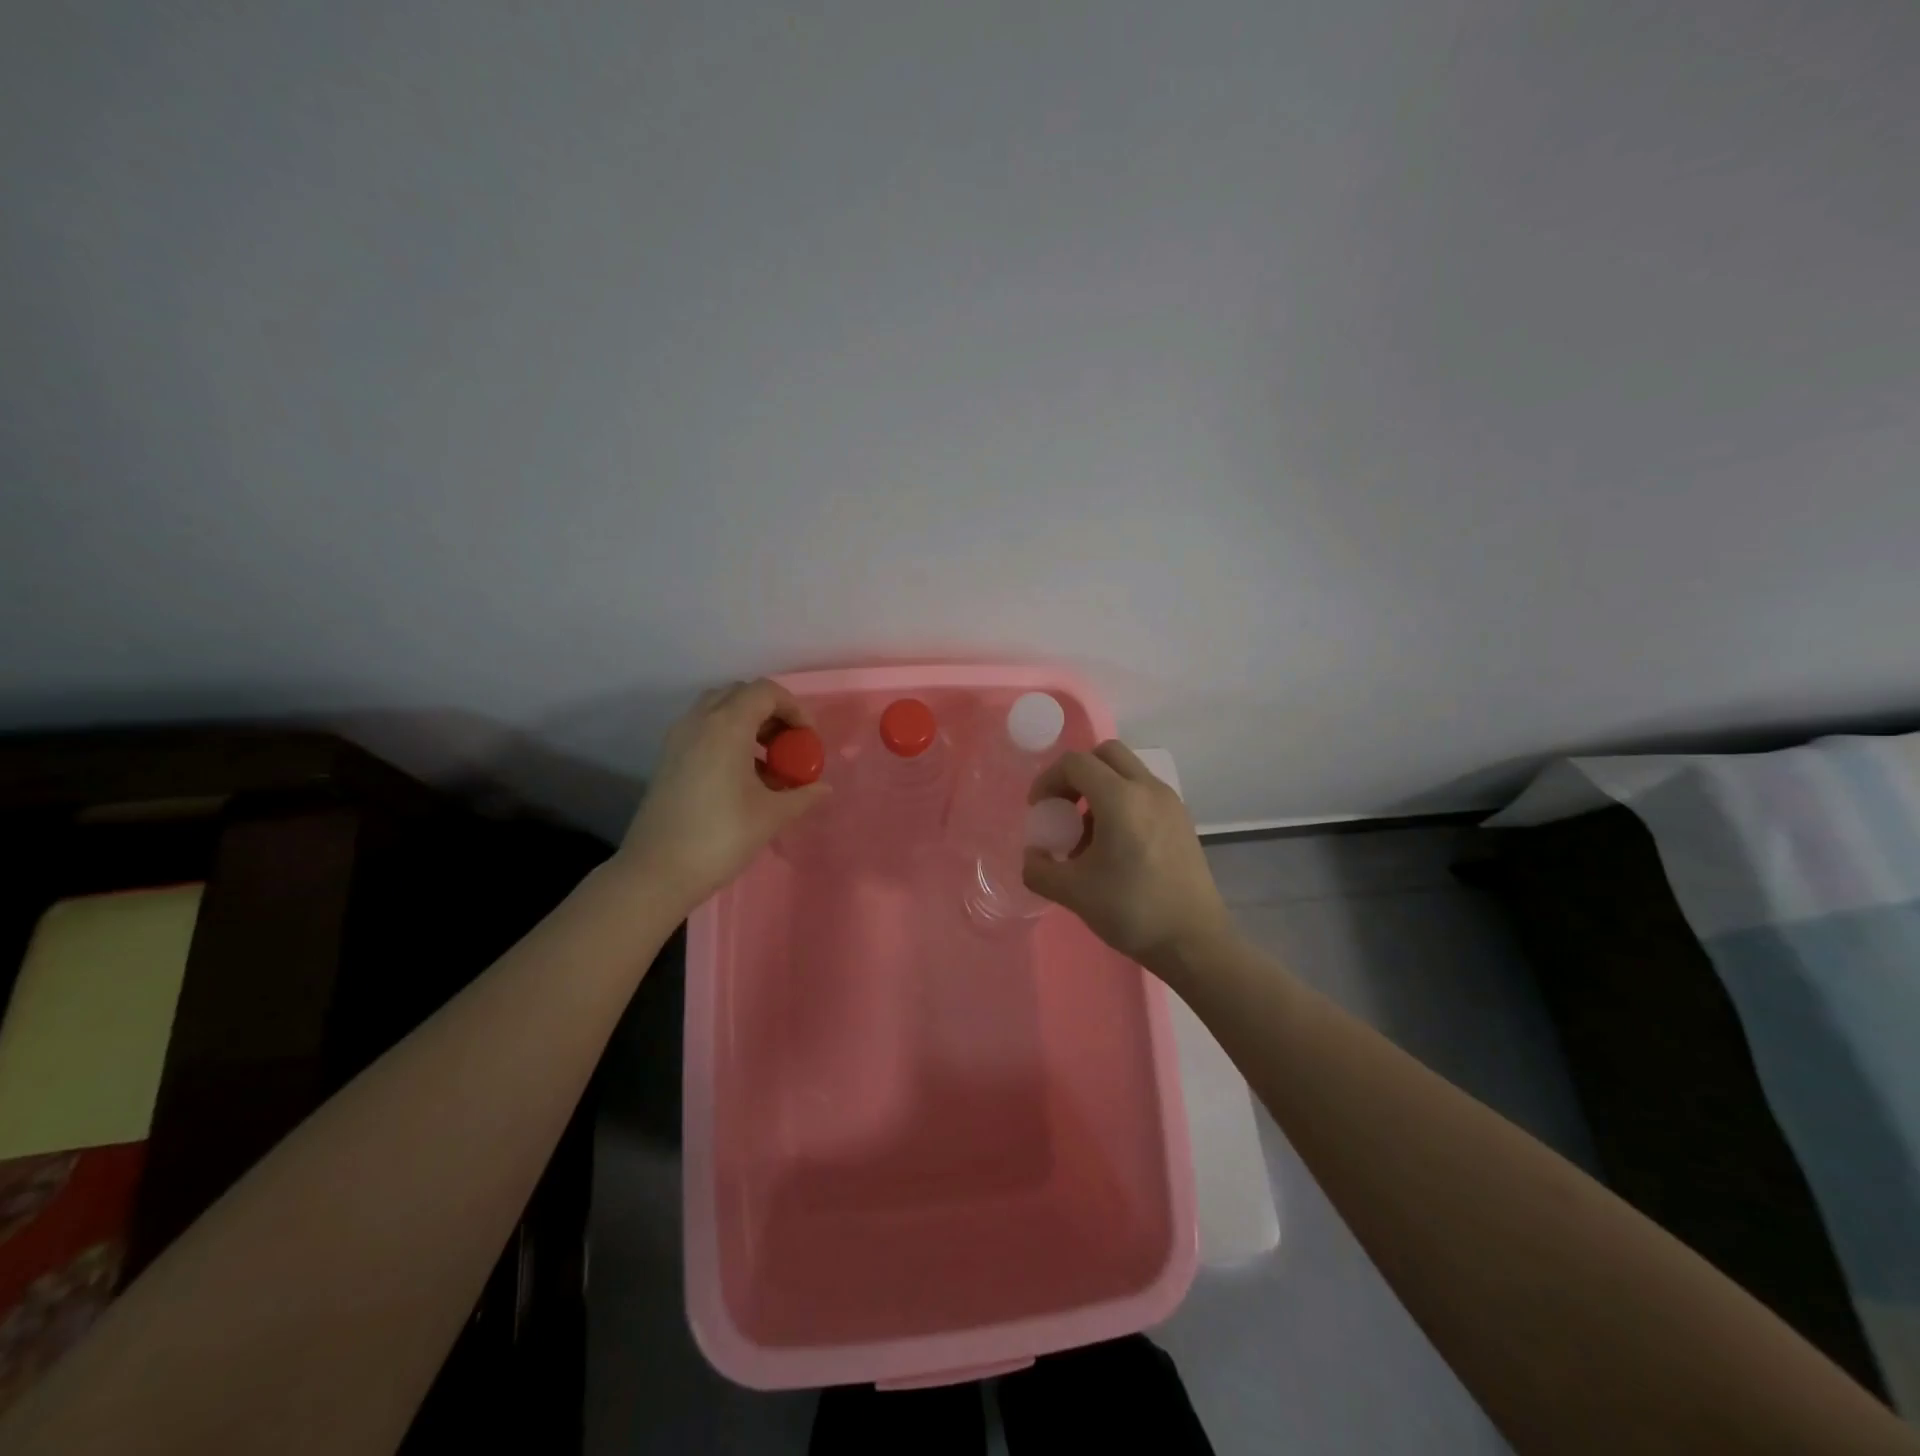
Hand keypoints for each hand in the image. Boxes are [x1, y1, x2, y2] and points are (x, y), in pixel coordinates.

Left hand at [620, 679, 829, 909]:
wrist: (657, 872)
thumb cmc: (720, 837)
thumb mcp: (771, 815)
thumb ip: (802, 794)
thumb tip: (823, 788)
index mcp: (726, 726)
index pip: (765, 691)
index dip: (794, 708)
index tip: (808, 740)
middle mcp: (699, 721)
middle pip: (740, 694)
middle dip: (770, 712)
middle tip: (789, 745)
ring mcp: (678, 738)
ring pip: (718, 709)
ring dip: (748, 724)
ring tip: (768, 762)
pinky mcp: (668, 758)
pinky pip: (703, 729)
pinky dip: (727, 738)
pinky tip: (742, 776)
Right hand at [1022, 741, 1232, 972]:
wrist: (1194, 941)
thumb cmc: (1132, 910)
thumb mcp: (1073, 892)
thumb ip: (1039, 869)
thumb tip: (1032, 856)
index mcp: (1121, 798)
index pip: (1076, 763)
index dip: (1048, 780)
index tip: (1038, 810)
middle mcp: (1148, 789)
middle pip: (1106, 754)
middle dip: (1077, 774)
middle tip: (1063, 807)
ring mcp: (1170, 803)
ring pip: (1128, 772)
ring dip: (1100, 788)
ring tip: (1088, 834)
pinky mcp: (1182, 820)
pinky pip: (1144, 793)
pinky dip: (1123, 802)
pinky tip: (1116, 847)